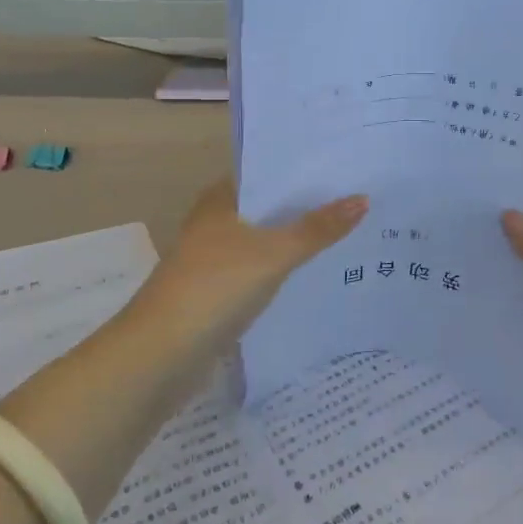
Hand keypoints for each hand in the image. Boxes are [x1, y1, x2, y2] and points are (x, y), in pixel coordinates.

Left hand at [138, 179, 366, 341]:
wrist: (160, 355)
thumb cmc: (214, 287)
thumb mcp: (274, 253)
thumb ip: (318, 228)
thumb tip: (362, 199)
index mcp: (220, 199)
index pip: (268, 172)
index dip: (304, 170)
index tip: (346, 168)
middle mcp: (215, 223)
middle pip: (270, 208)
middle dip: (308, 207)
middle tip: (360, 199)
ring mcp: (215, 260)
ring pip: (266, 241)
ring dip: (298, 240)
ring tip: (351, 233)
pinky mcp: (218, 293)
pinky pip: (261, 271)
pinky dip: (285, 270)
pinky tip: (318, 273)